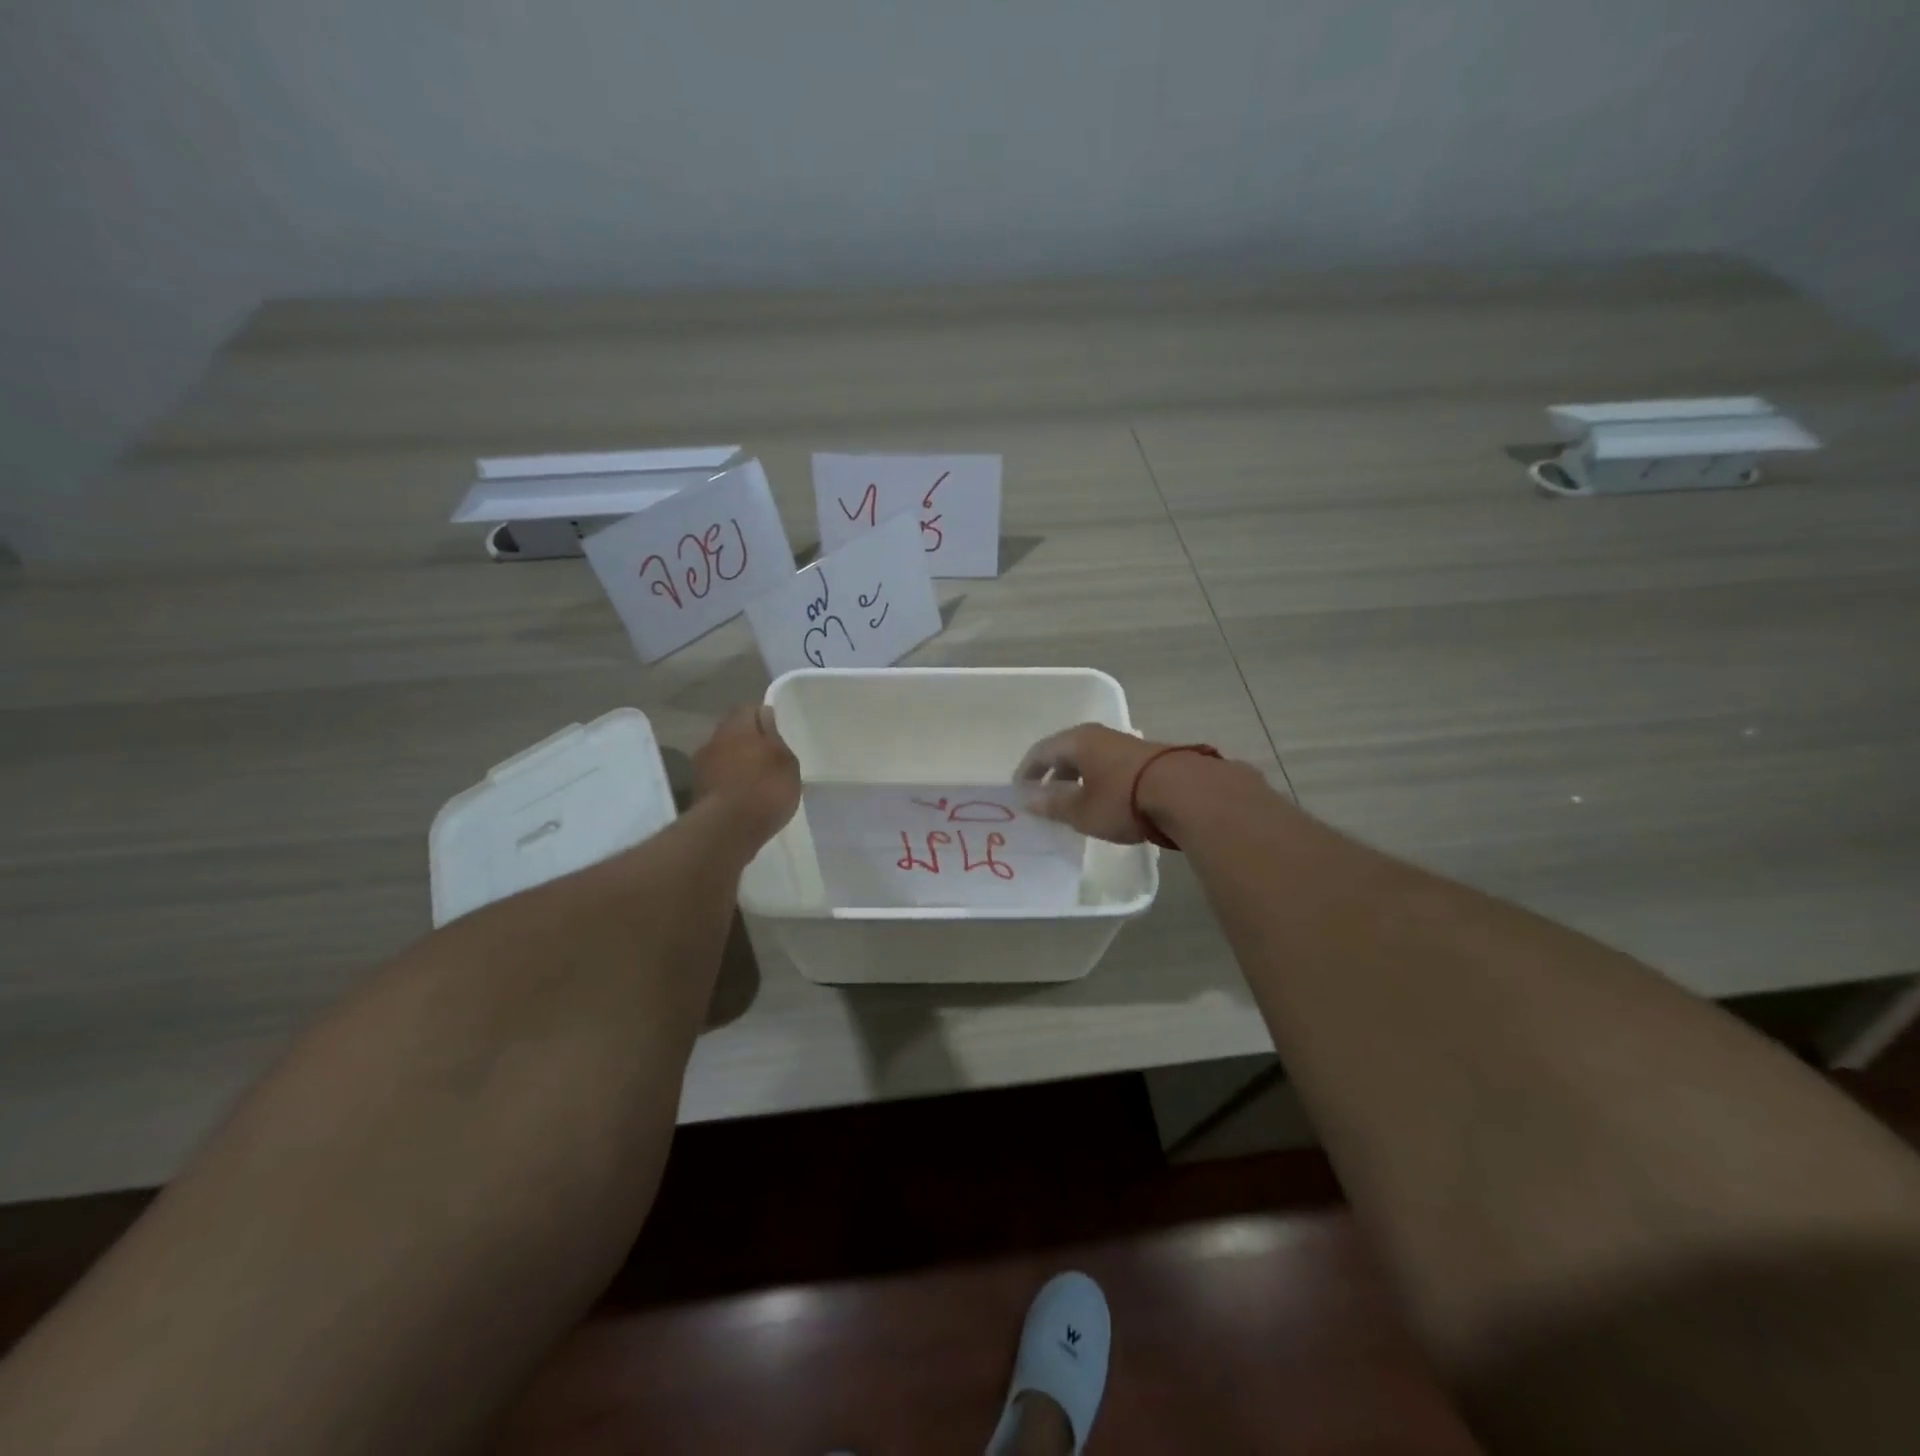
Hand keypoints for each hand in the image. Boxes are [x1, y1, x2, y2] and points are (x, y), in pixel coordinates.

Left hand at [694, 704, 800, 844]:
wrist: (727, 830)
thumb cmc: (764, 788)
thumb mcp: (787, 761)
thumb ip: (777, 740)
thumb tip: (768, 721)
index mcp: (736, 726)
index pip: (749, 709)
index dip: (764, 718)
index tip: (779, 732)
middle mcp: (713, 740)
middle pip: (733, 733)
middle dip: (749, 742)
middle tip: (770, 757)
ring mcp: (701, 768)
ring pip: (724, 757)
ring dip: (738, 765)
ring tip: (759, 781)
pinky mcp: (697, 793)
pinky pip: (719, 781)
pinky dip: (730, 786)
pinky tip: (746, 800)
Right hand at [1016, 723, 1176, 843]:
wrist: (1186, 794)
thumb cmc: (1123, 800)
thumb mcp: (1081, 810)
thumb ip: (1052, 804)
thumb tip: (1028, 799)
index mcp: (1077, 741)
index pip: (1041, 751)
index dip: (1027, 771)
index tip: (1019, 791)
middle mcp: (1099, 735)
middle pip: (1066, 751)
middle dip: (1052, 774)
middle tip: (1043, 797)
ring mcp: (1125, 744)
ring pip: (1090, 758)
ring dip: (1077, 778)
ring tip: (1073, 802)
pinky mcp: (1146, 758)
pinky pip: (1109, 766)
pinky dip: (1098, 780)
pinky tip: (1103, 800)